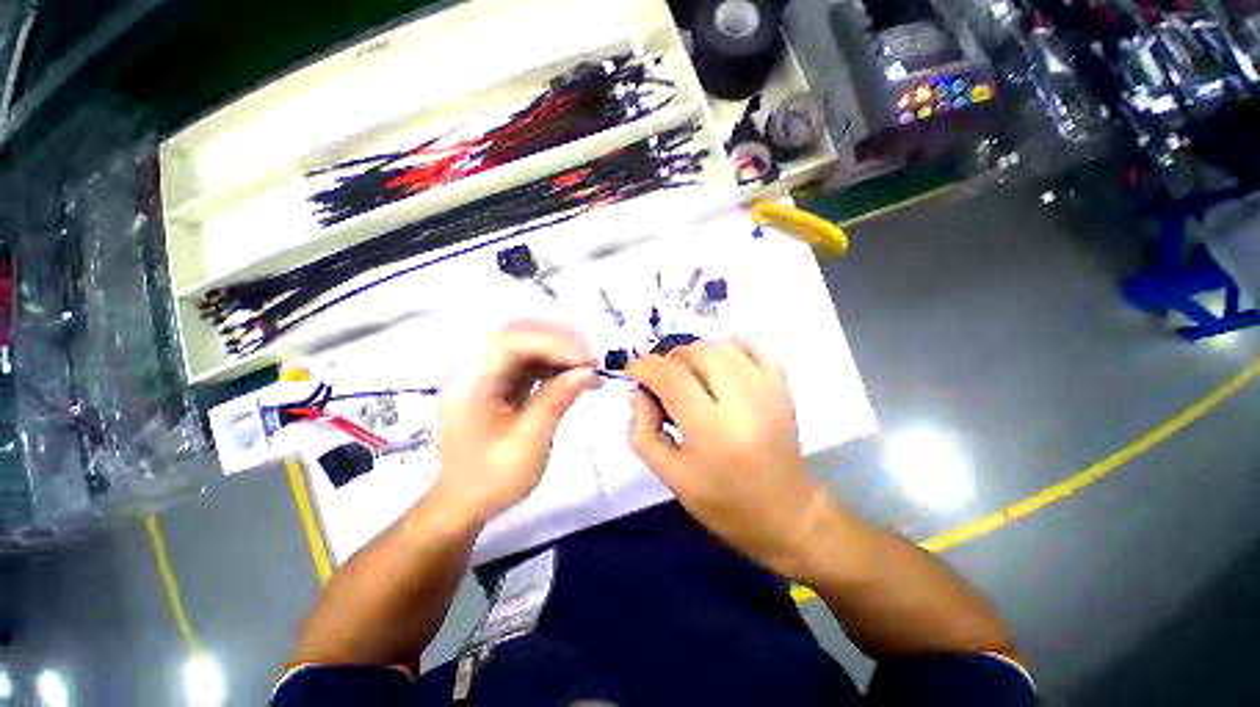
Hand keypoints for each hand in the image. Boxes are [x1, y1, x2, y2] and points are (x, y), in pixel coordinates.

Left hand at [432, 319, 596, 522]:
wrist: (465, 502)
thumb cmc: (492, 480)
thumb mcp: (528, 445)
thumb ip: (555, 402)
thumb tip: (586, 371)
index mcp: (469, 386)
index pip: (508, 342)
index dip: (551, 342)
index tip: (586, 359)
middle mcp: (473, 370)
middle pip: (517, 334)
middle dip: (559, 341)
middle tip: (591, 360)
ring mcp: (485, 373)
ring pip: (526, 343)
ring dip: (560, 350)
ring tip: (588, 368)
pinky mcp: (498, 380)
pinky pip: (529, 360)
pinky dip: (555, 363)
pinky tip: (574, 375)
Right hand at [628, 339, 823, 575]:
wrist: (786, 513)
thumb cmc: (723, 502)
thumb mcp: (671, 476)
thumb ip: (643, 431)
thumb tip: (639, 392)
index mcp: (713, 431)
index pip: (672, 378)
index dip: (645, 367)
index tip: (633, 372)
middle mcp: (743, 402)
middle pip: (696, 353)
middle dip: (669, 361)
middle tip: (663, 382)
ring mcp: (768, 389)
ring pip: (722, 345)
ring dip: (696, 353)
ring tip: (689, 375)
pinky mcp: (783, 385)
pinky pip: (757, 343)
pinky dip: (733, 344)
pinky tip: (722, 364)